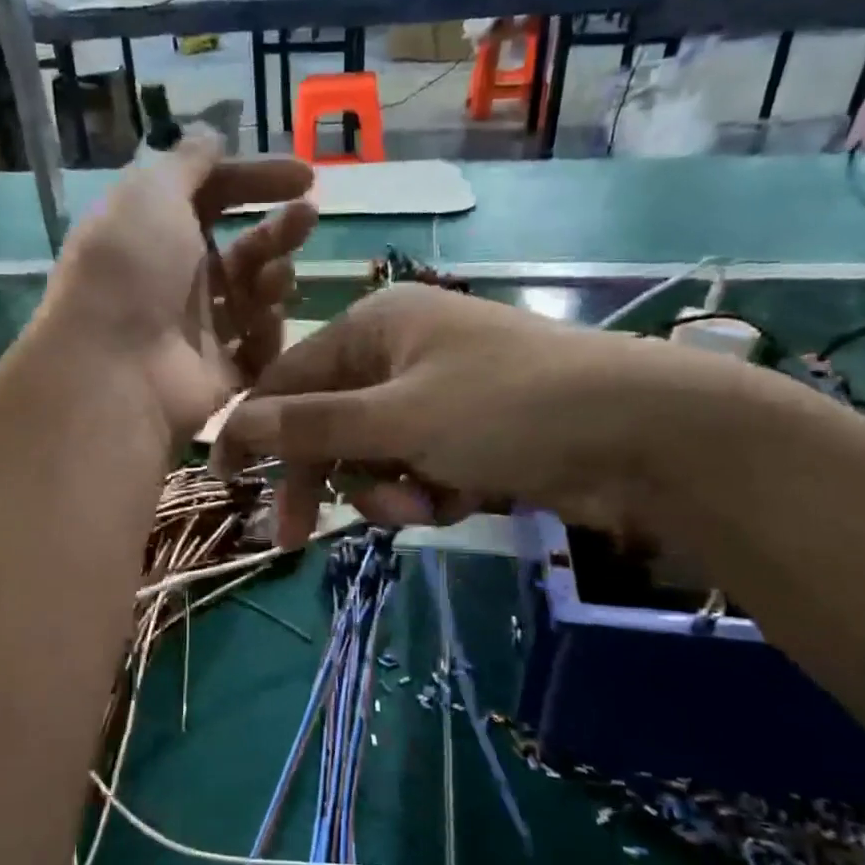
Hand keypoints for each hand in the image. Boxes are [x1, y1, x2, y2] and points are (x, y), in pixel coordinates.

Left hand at [43, 132, 315, 437]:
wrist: (117, 371)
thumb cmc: (131, 271)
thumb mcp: (151, 193)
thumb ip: (186, 162)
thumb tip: (209, 134)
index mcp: (153, 231)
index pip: (212, 195)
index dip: (255, 178)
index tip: (303, 175)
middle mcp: (174, 279)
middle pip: (239, 247)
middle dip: (276, 229)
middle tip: (308, 216)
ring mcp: (197, 330)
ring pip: (252, 295)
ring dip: (273, 276)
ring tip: (277, 276)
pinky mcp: (217, 374)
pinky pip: (257, 346)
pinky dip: (268, 330)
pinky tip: (267, 320)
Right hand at [213, 284, 724, 547]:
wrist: (640, 436)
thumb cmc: (506, 408)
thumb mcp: (396, 417)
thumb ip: (310, 424)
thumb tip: (231, 424)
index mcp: (376, 325)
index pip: (288, 377)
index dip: (253, 429)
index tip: (223, 480)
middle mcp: (400, 353)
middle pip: (328, 423)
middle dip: (324, 478)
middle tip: (293, 538)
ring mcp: (436, 396)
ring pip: (372, 457)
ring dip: (387, 491)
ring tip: (428, 502)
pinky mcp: (467, 437)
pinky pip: (416, 472)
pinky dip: (428, 494)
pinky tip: (462, 500)